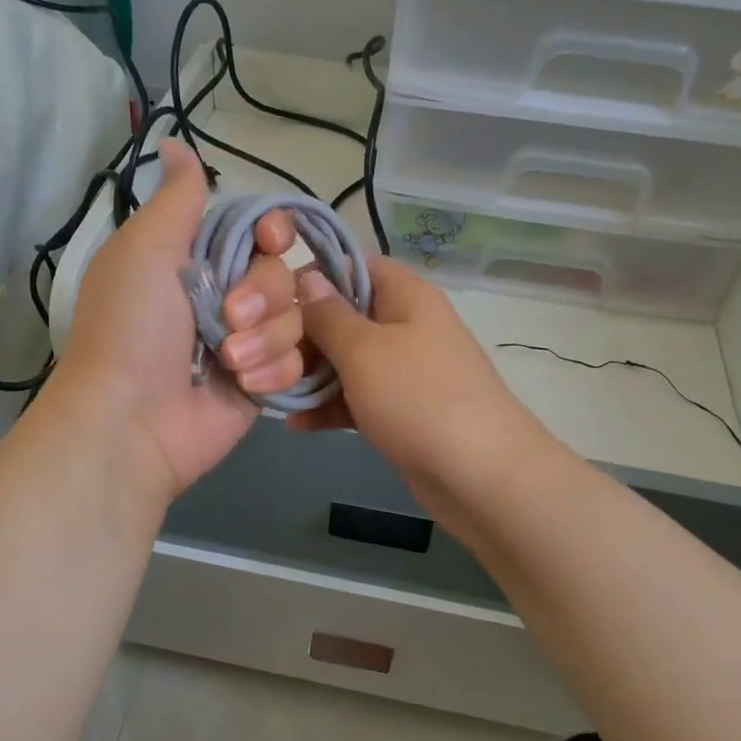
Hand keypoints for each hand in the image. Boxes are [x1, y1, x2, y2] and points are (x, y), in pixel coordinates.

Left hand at [54, 140, 303, 498]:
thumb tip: (173, 142)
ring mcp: (247, 342)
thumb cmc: (132, 327)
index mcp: (197, 259)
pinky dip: (273, 371)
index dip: (274, 230)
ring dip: (266, 338)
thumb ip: (176, 199)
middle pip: (283, 273)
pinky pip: (299, 361)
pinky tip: (244, 386)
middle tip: (227, 319)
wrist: (132, 419)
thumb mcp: (146, 249)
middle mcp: (226, 295)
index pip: (259, 229)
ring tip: (229, 362)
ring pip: (297, 318)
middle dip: (262, 295)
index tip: (270, 239)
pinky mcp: (262, 382)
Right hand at [291, 257, 547, 524]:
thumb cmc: (418, 398)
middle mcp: (406, 325)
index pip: (354, 265)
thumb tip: (307, 276)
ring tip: (267, 390)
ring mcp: (405, 370)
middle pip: (345, 315)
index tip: (272, 302)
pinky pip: (358, 398)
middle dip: (303, 335)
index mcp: (406, 295)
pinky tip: (296, 424)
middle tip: (260, 355)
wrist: (480, 474)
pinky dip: (331, 407)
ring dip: (311, 375)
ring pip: (347, 361)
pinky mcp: (401, 410)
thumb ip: (328, 313)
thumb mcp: (364, 350)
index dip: (313, 278)